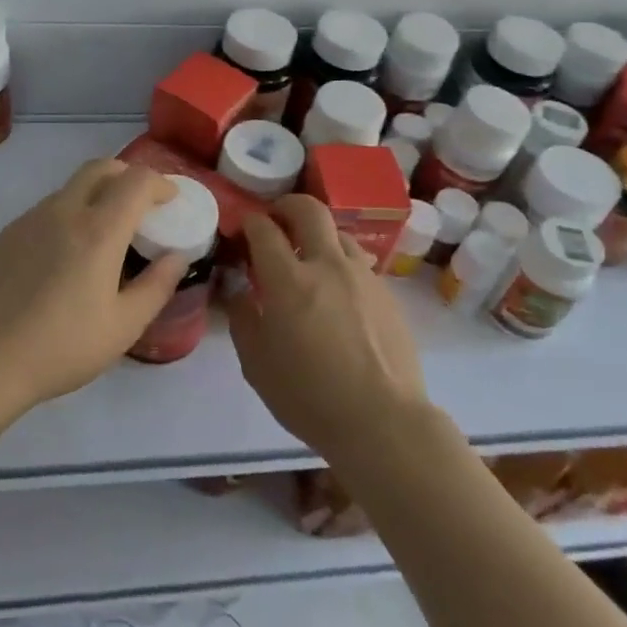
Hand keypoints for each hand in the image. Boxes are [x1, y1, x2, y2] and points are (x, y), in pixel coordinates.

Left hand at [0, 159, 187, 407]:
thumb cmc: (62, 347)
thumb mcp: (124, 326)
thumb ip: (157, 286)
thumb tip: (176, 257)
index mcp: (98, 231)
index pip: (136, 181)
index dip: (160, 184)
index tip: (170, 201)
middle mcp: (63, 212)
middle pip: (100, 168)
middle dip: (128, 176)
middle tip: (141, 204)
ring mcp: (30, 220)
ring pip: (71, 188)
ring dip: (97, 194)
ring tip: (105, 234)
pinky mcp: (7, 235)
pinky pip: (47, 209)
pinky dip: (70, 214)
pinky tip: (67, 255)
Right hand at [227, 196, 429, 463]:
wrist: (383, 421)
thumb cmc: (309, 397)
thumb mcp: (257, 365)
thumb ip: (243, 318)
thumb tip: (239, 290)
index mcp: (288, 280)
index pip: (264, 229)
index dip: (248, 222)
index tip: (242, 230)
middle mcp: (328, 265)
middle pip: (309, 209)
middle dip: (287, 205)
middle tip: (276, 220)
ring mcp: (363, 276)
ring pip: (339, 233)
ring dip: (318, 235)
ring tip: (309, 259)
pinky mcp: (387, 293)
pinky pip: (359, 263)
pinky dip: (341, 264)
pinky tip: (337, 293)